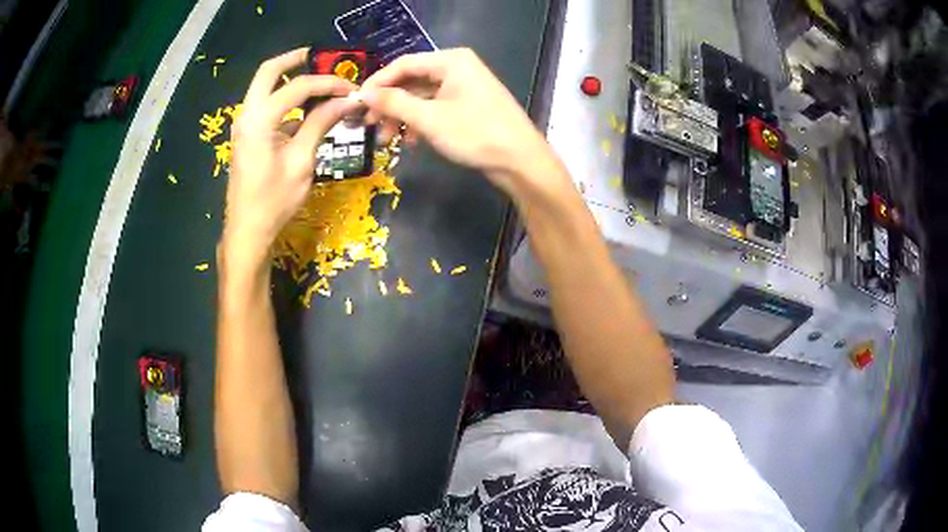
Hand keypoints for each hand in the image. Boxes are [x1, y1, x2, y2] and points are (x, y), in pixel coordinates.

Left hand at [222, 48, 358, 265]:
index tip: (352, 89)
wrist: (247, 231)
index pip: (298, 87)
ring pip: (264, 86)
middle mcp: (247, 114)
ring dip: (289, 79)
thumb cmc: (274, 201)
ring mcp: (244, 124)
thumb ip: (321, 124)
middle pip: (269, 71)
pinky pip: (265, 105)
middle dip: (296, 60)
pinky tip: (306, 109)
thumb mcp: (301, 161)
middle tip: (321, 58)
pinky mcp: (247, 135)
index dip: (328, 83)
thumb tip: (347, 101)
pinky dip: (285, 99)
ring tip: (319, 82)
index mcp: (259, 119)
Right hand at [360, 48, 561, 194]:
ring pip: (422, 97)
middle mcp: (457, 67)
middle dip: (390, 105)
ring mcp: (464, 87)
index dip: (378, 83)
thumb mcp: (429, 118)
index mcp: (450, 60)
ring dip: (403, 117)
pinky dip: (420, 123)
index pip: (403, 64)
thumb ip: (394, 103)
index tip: (357, 104)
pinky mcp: (468, 105)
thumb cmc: (475, 134)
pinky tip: (412, 142)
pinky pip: (435, 108)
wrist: (521, 161)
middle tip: (372, 127)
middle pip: (412, 81)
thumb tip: (365, 94)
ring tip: (389, 141)